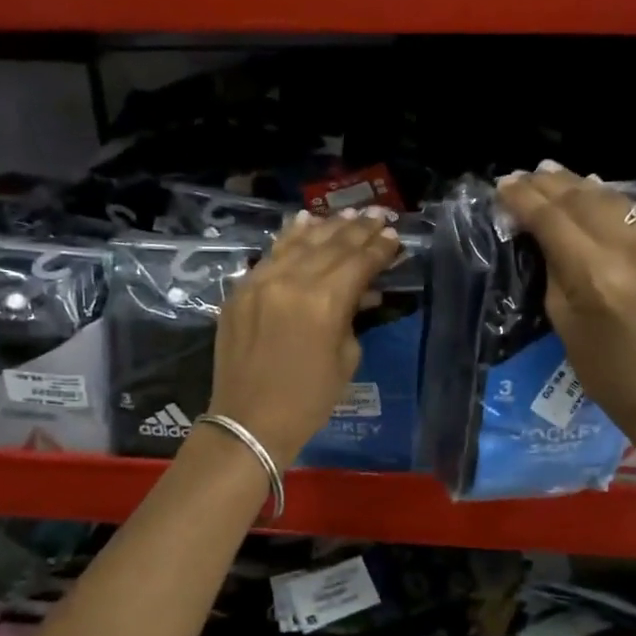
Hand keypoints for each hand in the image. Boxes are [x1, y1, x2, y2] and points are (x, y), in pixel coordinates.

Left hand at [208, 209, 400, 468]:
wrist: (248, 421)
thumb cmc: (308, 400)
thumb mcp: (345, 359)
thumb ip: (353, 316)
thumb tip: (363, 291)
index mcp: (324, 302)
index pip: (358, 262)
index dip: (379, 248)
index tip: (394, 235)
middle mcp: (292, 281)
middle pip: (331, 245)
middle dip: (358, 229)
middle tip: (378, 216)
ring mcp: (261, 281)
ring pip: (300, 242)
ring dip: (327, 226)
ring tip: (348, 213)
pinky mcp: (241, 289)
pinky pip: (270, 254)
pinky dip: (290, 236)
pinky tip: (304, 221)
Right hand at [496, 164, 635, 450]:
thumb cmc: (606, 370)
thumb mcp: (562, 320)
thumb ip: (553, 266)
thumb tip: (538, 227)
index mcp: (597, 277)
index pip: (553, 220)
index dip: (525, 198)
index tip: (505, 184)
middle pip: (586, 200)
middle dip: (552, 184)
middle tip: (529, 174)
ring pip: (619, 201)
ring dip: (585, 187)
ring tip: (558, 175)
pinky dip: (620, 210)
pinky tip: (602, 202)